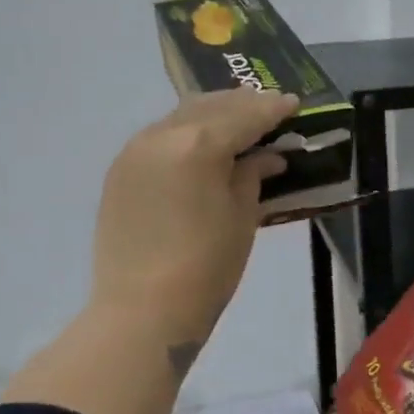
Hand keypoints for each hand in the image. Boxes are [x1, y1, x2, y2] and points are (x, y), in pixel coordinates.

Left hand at [90, 89, 298, 367]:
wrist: (142, 310)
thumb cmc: (206, 267)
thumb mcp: (242, 217)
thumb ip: (252, 175)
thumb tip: (266, 156)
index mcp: (198, 145)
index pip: (244, 116)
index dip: (272, 109)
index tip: (293, 104)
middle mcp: (161, 136)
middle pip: (209, 107)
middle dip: (242, 104)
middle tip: (269, 108)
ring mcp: (134, 151)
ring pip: (181, 117)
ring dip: (212, 114)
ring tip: (238, 121)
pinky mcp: (119, 171)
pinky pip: (160, 136)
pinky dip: (187, 132)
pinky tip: (202, 144)